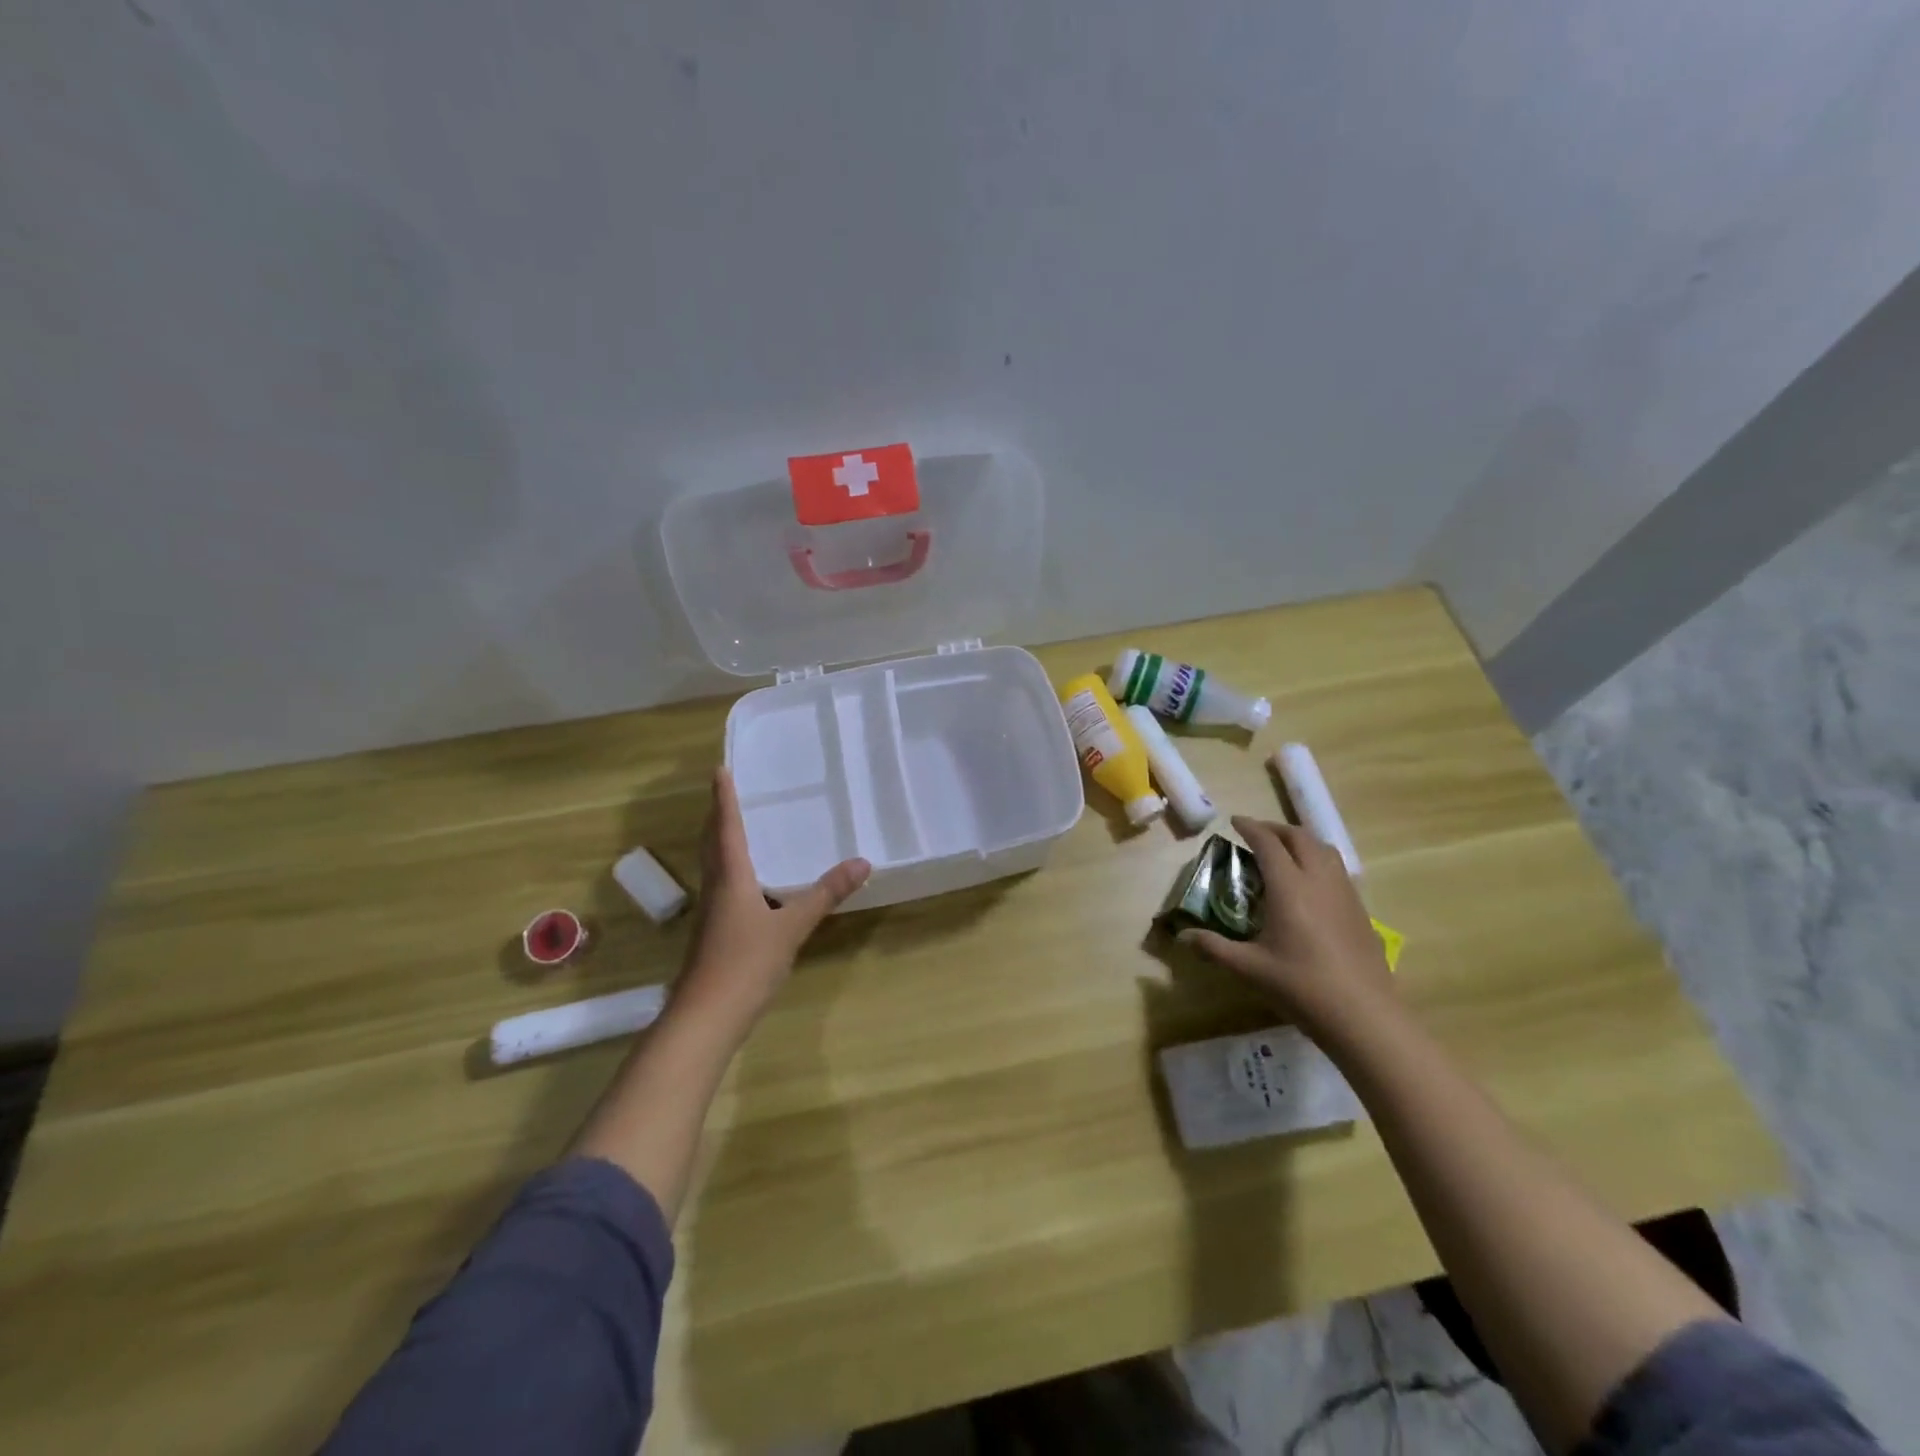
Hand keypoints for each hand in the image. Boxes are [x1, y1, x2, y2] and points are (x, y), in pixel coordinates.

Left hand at [674, 767, 870, 1033]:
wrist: (706, 1018)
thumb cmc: (745, 964)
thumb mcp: (792, 927)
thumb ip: (825, 894)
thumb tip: (863, 862)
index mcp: (730, 877)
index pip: (726, 827)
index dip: (724, 798)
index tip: (720, 769)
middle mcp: (717, 887)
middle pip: (713, 843)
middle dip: (718, 816)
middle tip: (728, 791)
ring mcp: (712, 912)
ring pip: (715, 865)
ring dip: (722, 841)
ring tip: (739, 826)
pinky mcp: (715, 932)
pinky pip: (723, 886)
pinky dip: (733, 869)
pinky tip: (751, 880)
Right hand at [1180, 816, 1395, 1038]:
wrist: (1364, 1015)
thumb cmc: (1302, 986)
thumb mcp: (1250, 968)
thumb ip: (1214, 948)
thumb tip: (1183, 937)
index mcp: (1289, 887)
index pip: (1268, 843)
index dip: (1250, 828)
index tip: (1235, 822)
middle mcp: (1318, 880)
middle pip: (1299, 837)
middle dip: (1275, 829)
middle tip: (1256, 834)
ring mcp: (1344, 893)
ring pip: (1324, 849)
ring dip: (1301, 841)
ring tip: (1284, 851)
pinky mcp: (1360, 910)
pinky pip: (1337, 869)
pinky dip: (1318, 859)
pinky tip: (1309, 883)